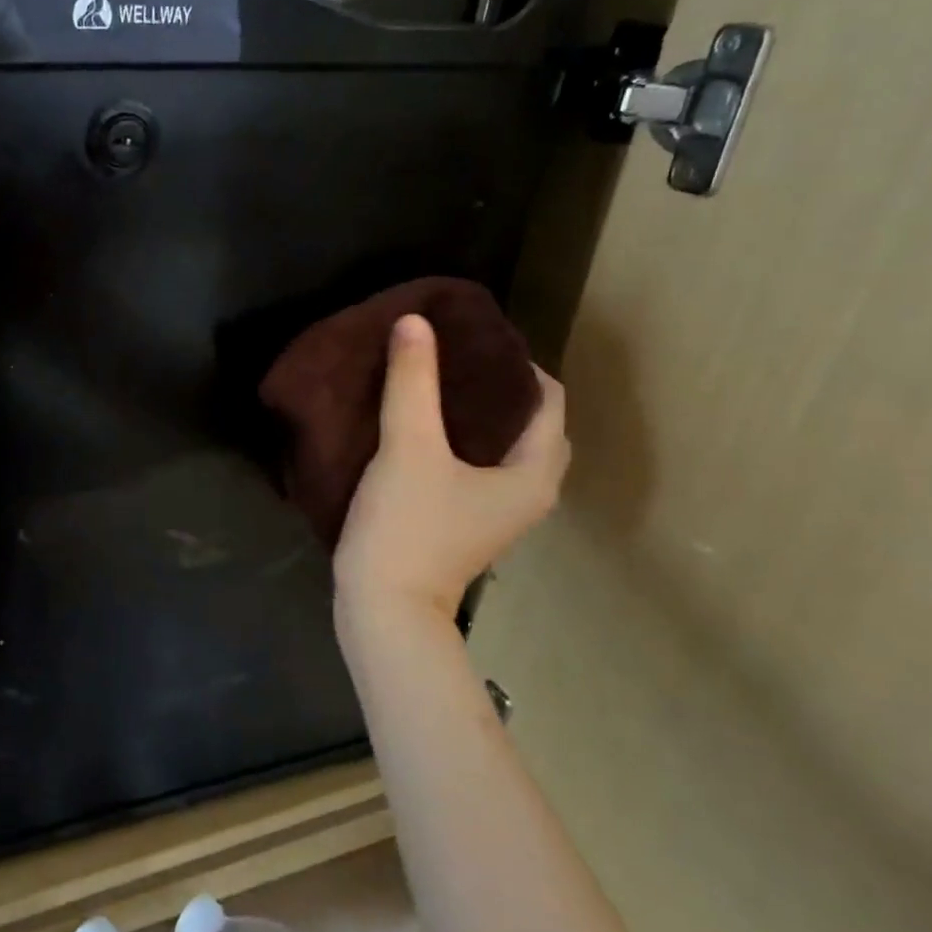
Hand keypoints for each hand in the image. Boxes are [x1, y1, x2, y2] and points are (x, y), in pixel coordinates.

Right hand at [333, 314, 568, 627]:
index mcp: (533, 472)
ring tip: (430, 379)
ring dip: (471, 412)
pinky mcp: (463, 521)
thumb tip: (414, 321)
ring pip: (497, 444)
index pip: (547, 398)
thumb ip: (412, 382)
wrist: (384, 610)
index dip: (513, 361)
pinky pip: (473, 464)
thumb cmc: (409, 529)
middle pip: (525, 421)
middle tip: (448, 354)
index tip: (468, 337)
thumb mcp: (409, 447)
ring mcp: (494, 511)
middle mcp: (527, 491)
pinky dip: (455, 438)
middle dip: (492, 385)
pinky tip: (416, 423)